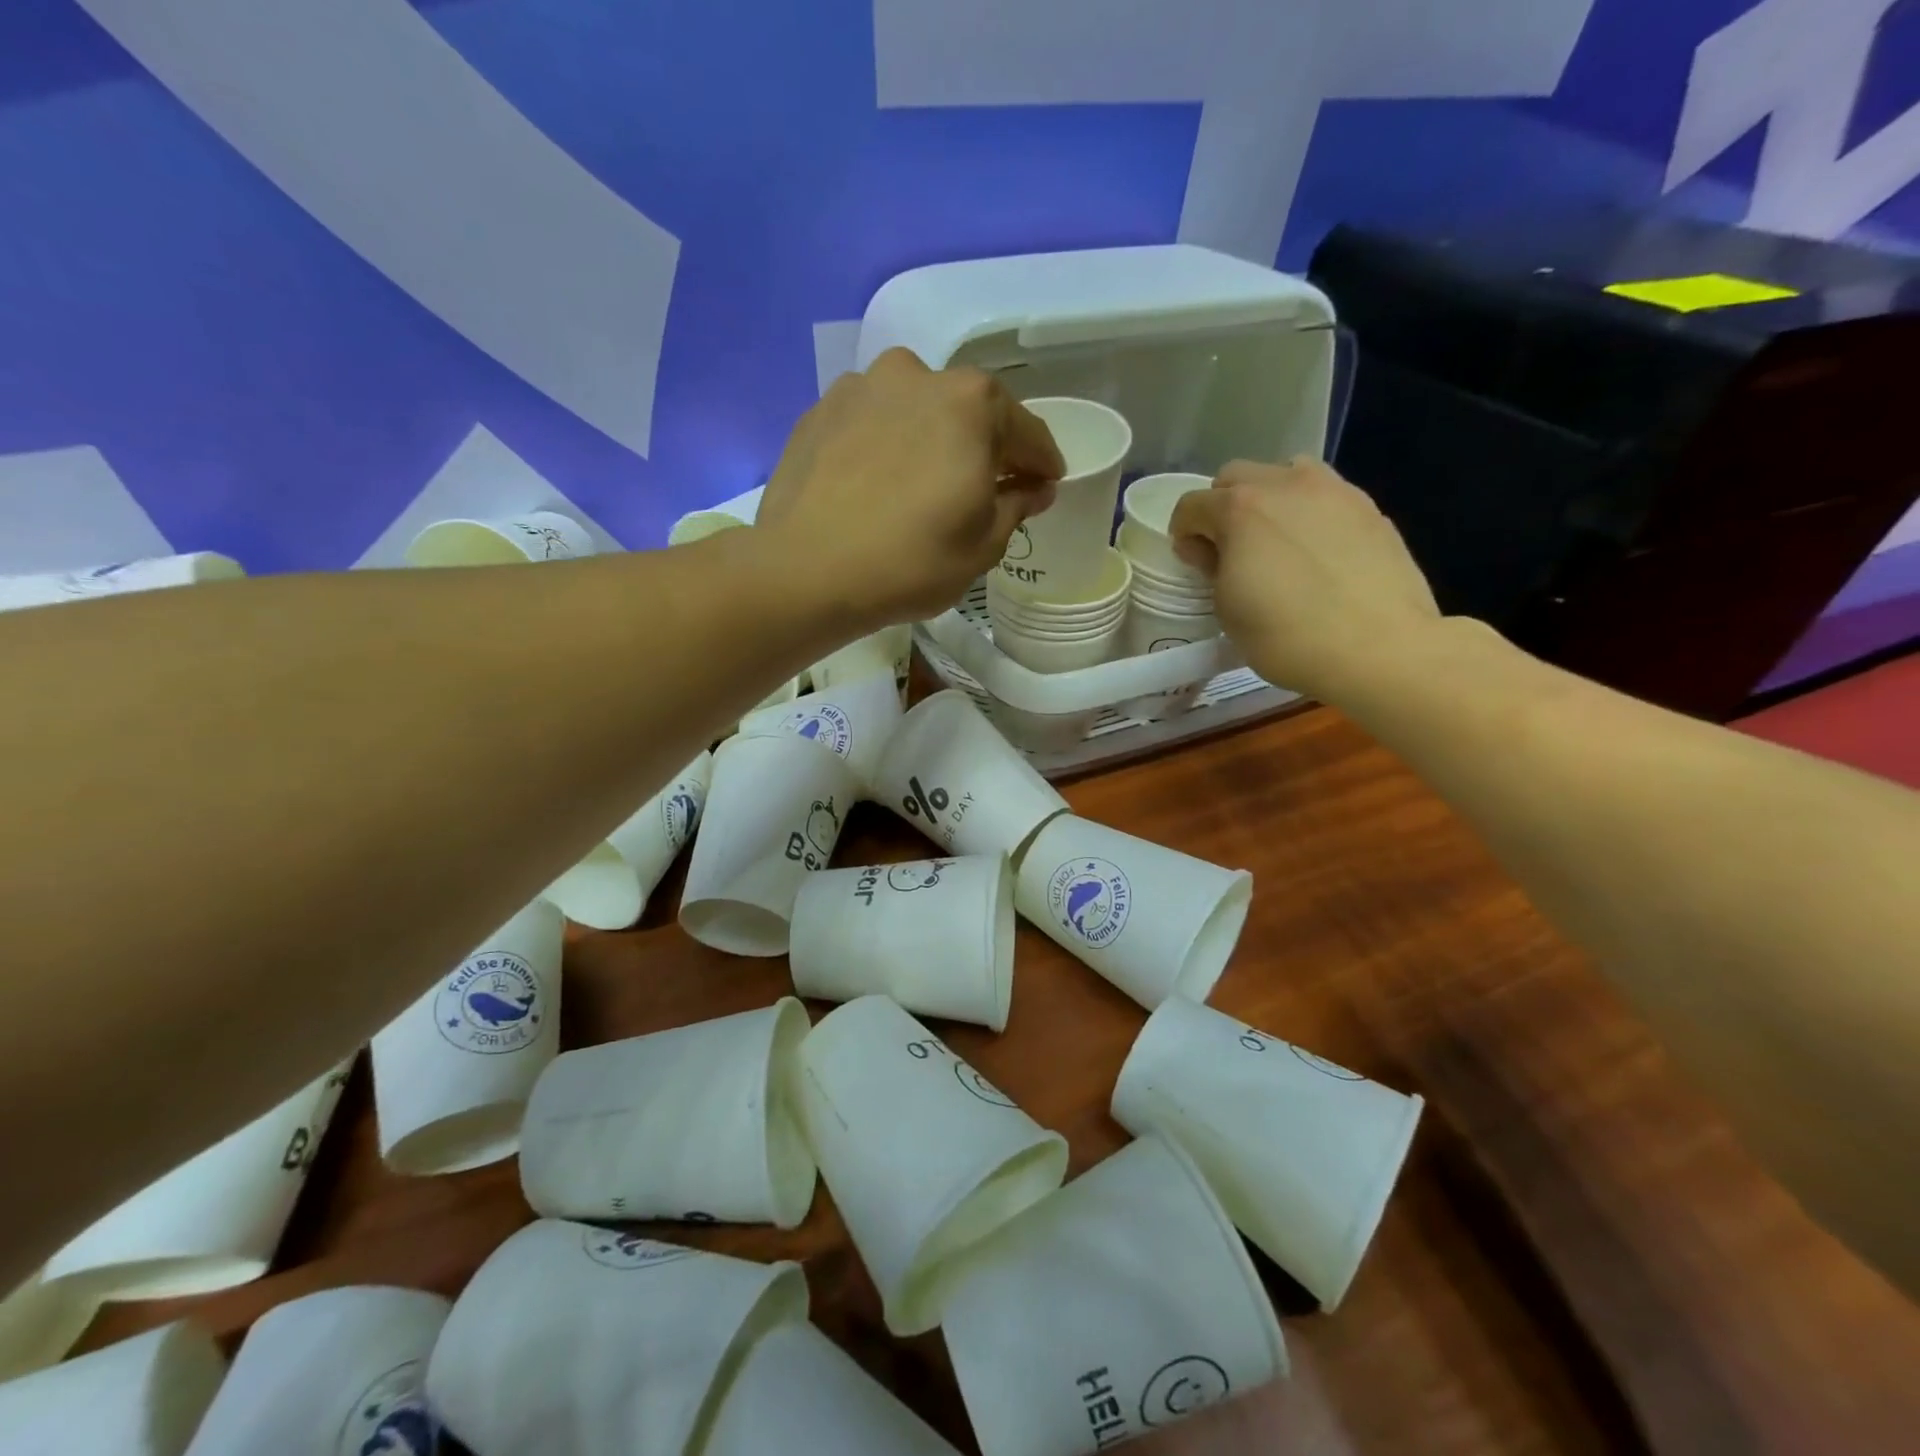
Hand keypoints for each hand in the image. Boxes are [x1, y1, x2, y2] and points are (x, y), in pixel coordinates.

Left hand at [756, 350, 1062, 624]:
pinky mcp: (819, 412)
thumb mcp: (982, 546)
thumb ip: (1016, 506)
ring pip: (914, 412)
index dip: (1042, 463)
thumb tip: (1034, 488)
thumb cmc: (910, 562)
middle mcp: (917, 375)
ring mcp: (861, 388)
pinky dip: (885, 446)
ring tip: (924, 485)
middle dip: (984, 448)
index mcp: (972, 402)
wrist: (805, 572)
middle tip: (986, 488)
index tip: (1047, 484)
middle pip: (968, 412)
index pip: (1026, 431)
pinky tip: (878, 484)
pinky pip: (871, 425)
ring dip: (929, 441)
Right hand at [1169, 458, 1441, 701]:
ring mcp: (1332, 490)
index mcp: (1239, 509)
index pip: (1191, 505)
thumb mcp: (1227, 610)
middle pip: (1235, 477)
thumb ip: (1211, 568)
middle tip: (1231, 549)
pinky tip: (1316, 550)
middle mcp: (1283, 484)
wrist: (1379, 647)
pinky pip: (1324, 494)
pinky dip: (1308, 512)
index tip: (1193, 562)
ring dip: (1269, 498)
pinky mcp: (1368, 507)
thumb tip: (1206, 547)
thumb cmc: (1287, 636)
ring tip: (1276, 539)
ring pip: (1284, 473)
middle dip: (1222, 507)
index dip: (1184, 534)